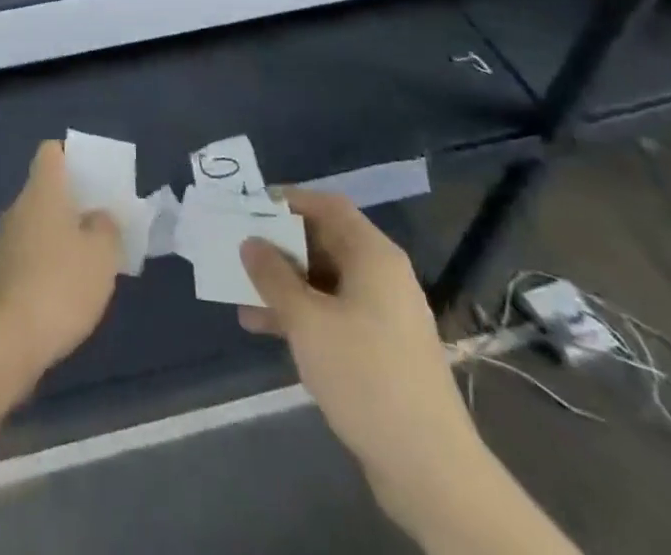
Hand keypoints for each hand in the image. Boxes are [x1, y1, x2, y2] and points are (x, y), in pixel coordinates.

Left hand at [0, 141, 122, 378]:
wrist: (6, 341)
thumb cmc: (60, 284)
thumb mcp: (102, 254)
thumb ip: (106, 227)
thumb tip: (98, 216)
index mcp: (42, 191)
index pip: (51, 152)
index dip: (73, 156)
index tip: (96, 176)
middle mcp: (18, 207)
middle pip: (46, 189)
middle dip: (74, 201)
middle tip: (103, 221)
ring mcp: (5, 241)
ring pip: (38, 223)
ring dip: (62, 234)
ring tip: (91, 258)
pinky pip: (30, 253)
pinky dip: (49, 261)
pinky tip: (68, 288)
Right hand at [239, 190, 480, 518]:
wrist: (430, 470)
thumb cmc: (366, 375)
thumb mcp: (307, 321)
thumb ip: (273, 276)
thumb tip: (250, 242)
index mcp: (373, 256)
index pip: (328, 206)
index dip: (289, 200)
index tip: (250, 208)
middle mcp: (382, 276)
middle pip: (325, 242)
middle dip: (280, 246)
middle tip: (239, 249)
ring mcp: (383, 316)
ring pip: (325, 282)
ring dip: (285, 285)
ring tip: (241, 294)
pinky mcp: (380, 351)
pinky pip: (333, 315)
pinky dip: (302, 316)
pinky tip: (266, 330)